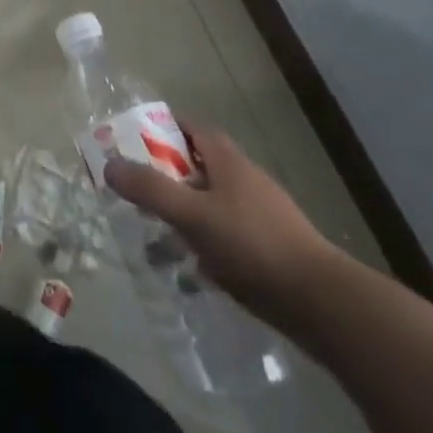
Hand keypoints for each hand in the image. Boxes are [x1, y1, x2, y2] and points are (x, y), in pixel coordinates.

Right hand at [105, 130, 339, 328]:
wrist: (323, 304)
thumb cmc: (253, 246)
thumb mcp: (193, 215)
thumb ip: (150, 190)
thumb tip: (108, 165)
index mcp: (228, 160)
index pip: (190, 128)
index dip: (161, 130)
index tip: (132, 144)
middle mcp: (245, 179)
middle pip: (198, 165)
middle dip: (167, 177)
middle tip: (138, 193)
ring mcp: (262, 214)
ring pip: (212, 203)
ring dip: (185, 214)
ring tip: (157, 237)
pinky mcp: (271, 248)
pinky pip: (227, 235)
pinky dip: (206, 242)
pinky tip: (194, 269)